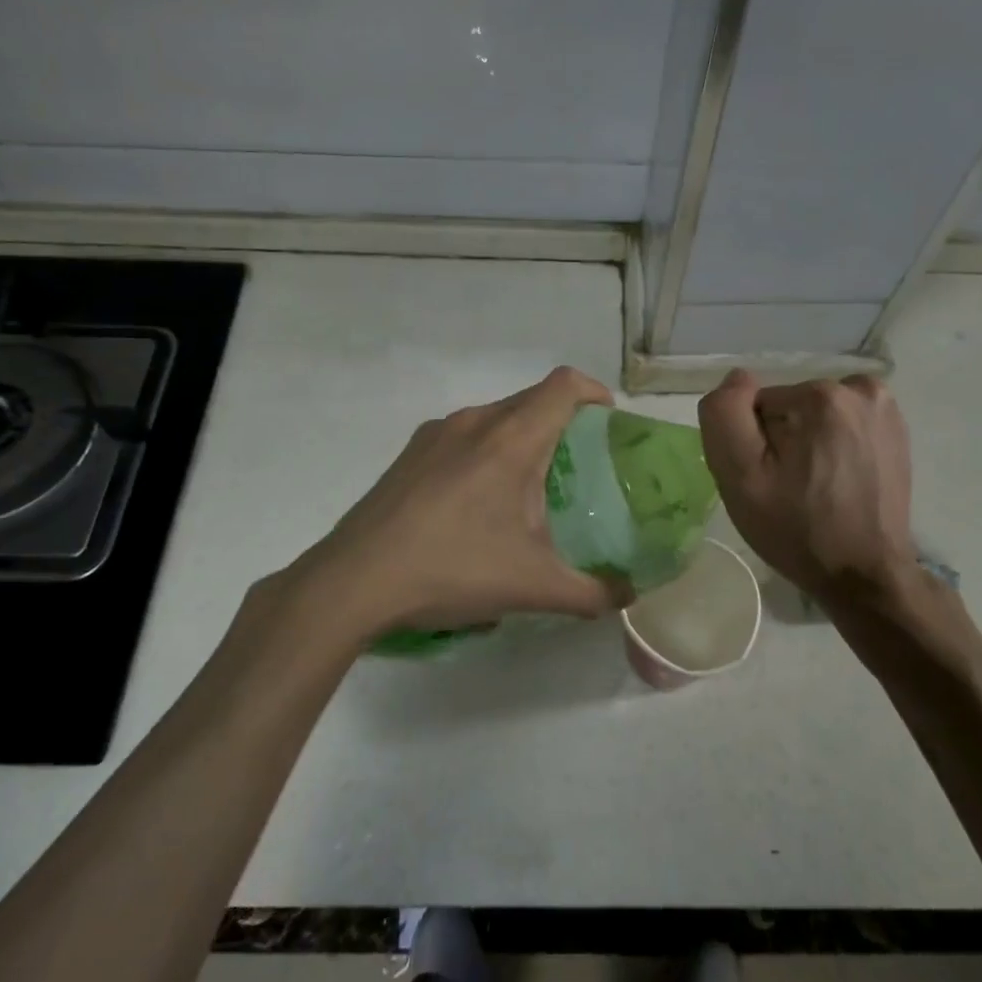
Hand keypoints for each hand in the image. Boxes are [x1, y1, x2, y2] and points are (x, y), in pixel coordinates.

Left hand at [299, 366, 626, 636]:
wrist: (354, 581)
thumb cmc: (452, 570)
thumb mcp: (532, 587)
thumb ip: (591, 592)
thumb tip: (628, 596)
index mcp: (511, 440)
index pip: (564, 386)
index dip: (595, 393)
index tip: (609, 424)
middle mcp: (474, 422)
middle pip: (532, 400)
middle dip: (562, 424)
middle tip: (578, 468)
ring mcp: (435, 434)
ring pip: (495, 418)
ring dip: (520, 440)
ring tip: (527, 490)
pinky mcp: (409, 454)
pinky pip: (463, 437)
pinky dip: (485, 454)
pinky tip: (476, 505)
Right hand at [697, 370, 918, 607]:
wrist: (865, 575)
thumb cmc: (797, 529)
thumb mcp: (739, 476)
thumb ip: (725, 415)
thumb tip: (738, 379)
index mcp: (820, 396)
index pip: (758, 406)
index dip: (754, 444)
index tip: (767, 480)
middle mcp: (860, 390)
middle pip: (789, 407)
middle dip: (783, 441)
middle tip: (789, 489)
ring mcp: (885, 409)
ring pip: (815, 415)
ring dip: (808, 443)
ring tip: (815, 488)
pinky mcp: (897, 430)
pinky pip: (842, 424)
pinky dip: (834, 446)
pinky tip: (838, 481)